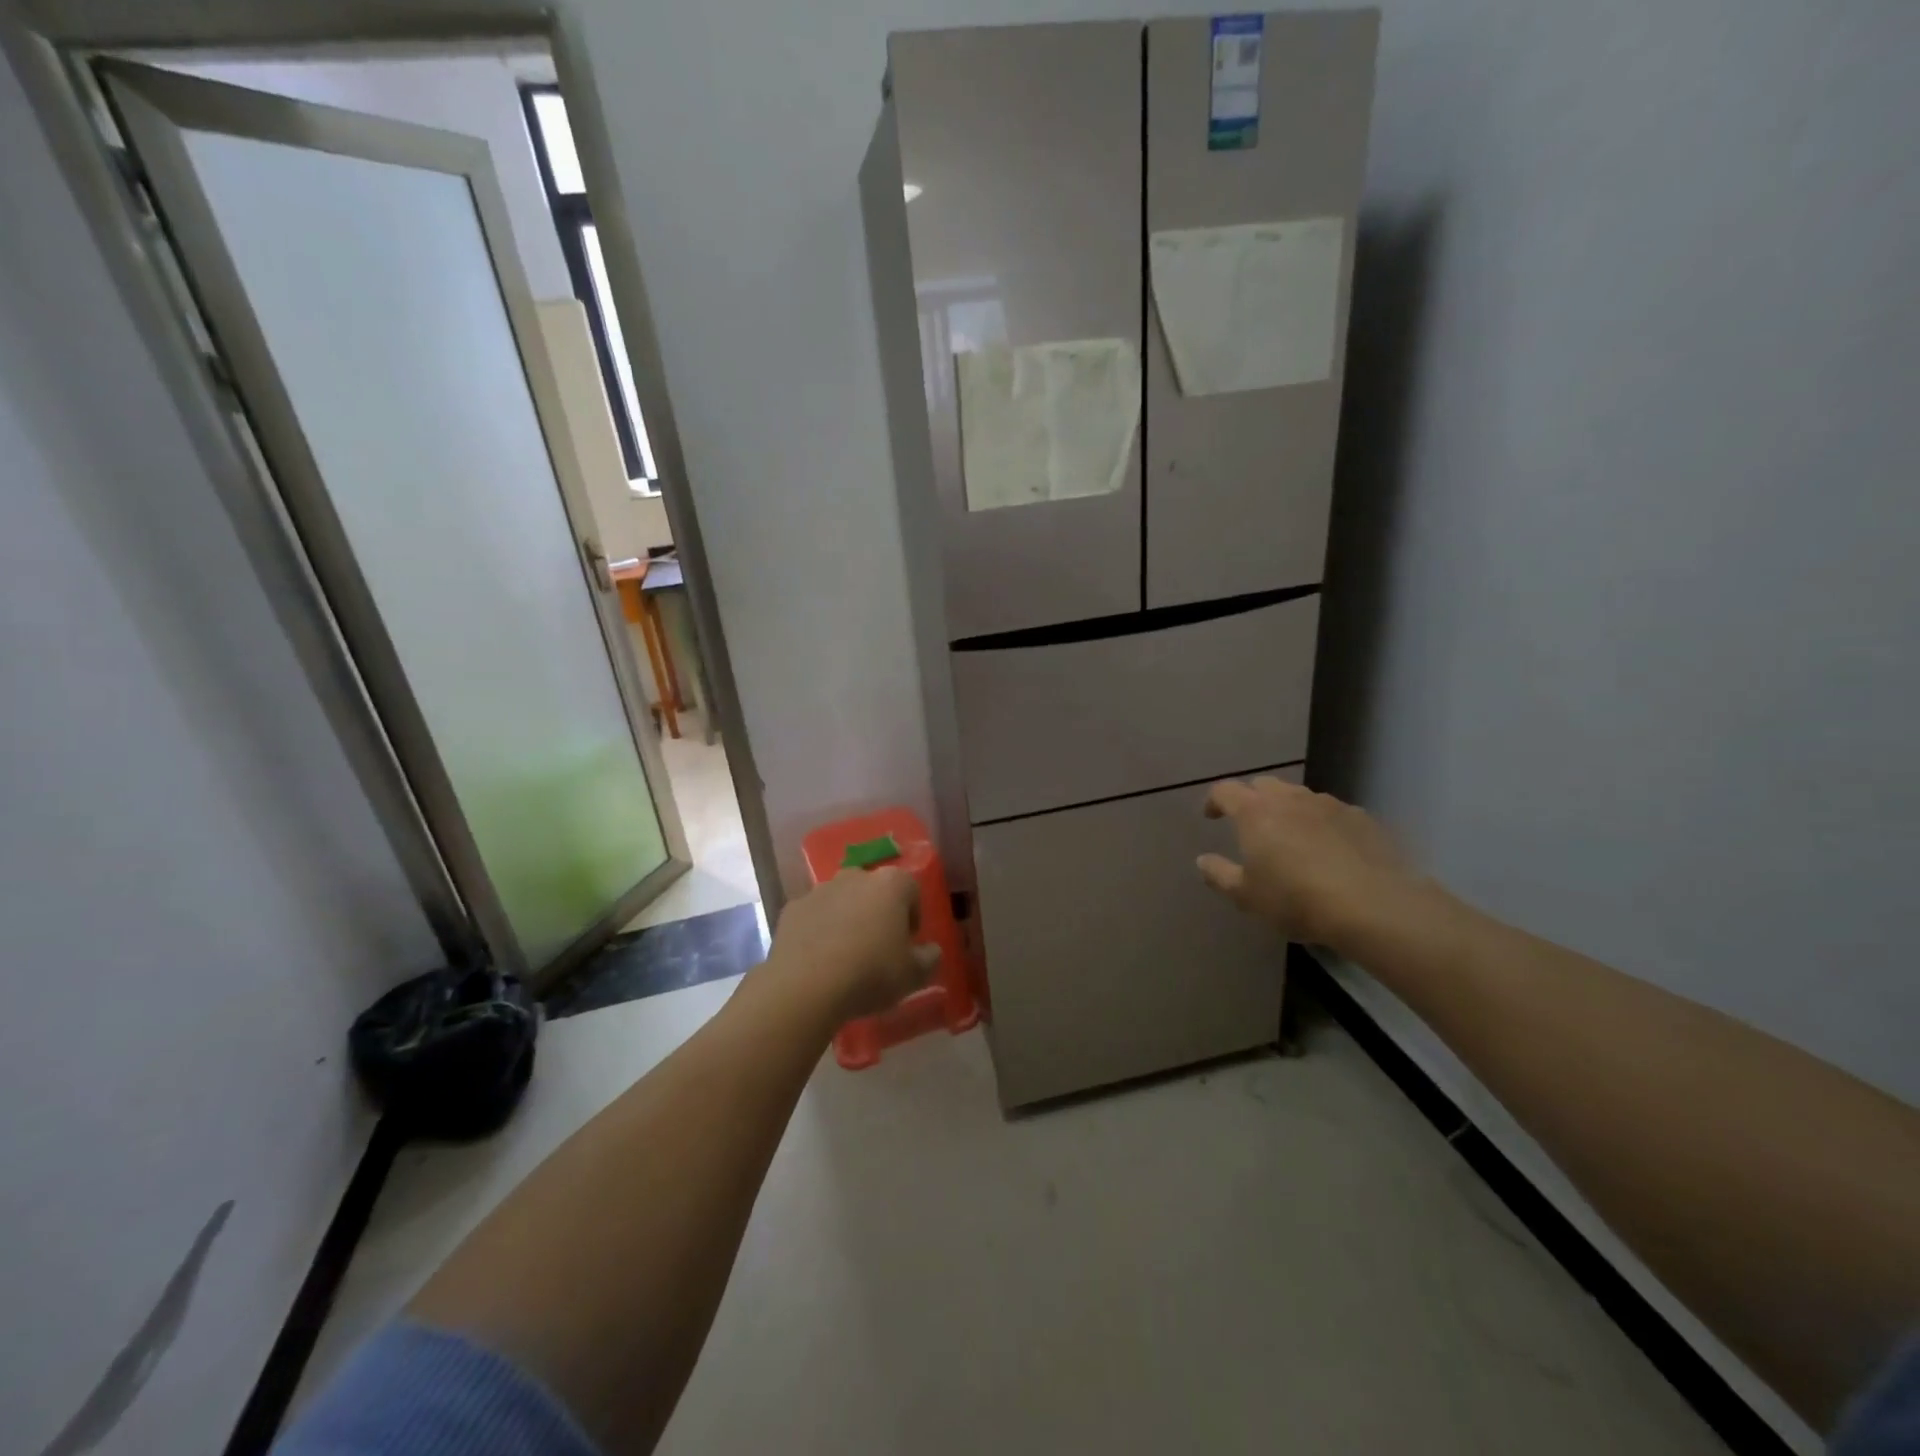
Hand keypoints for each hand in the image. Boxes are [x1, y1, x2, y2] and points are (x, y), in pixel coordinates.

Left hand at [764, 868, 938, 1023]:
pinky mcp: (792, 908)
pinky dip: (818, 930)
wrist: (806, 986)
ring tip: (846, 956)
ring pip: (842, 900)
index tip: (907, 943)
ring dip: (847, 919)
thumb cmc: (871, 974)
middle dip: (878, 912)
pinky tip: (818, 960)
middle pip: (874, 890)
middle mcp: (855, 876)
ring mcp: (820, 890)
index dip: (912, 915)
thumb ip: (929, 959)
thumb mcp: (914, 975)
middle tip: (878, 948)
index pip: (911, 889)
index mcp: (891, 884)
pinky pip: (814, 916)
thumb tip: (931, 951)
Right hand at [1197, 777, 1428, 951]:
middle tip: (1249, 824)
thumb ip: (1219, 874)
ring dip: (1287, 808)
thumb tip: (1203, 860)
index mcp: (1254, 812)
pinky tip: (1328, 848)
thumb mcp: (1246, 896)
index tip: (1211, 816)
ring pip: (1299, 796)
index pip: (1225, 791)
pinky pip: (1331, 812)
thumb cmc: (1296, 899)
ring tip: (1290, 836)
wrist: (1373, 905)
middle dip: (1251, 799)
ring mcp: (1329, 805)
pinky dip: (1321, 823)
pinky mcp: (1361, 818)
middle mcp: (1289, 798)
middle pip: (1263, 785)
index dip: (1214, 801)